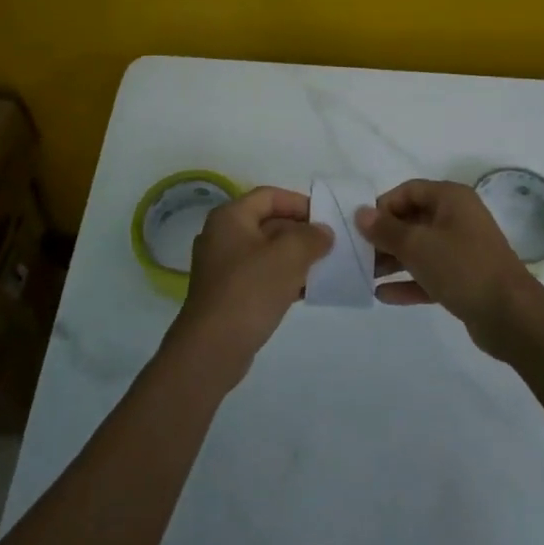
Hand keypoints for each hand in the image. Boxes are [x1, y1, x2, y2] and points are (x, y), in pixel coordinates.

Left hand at [169, 186, 331, 383]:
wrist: (213, 348)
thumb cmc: (250, 291)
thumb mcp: (288, 256)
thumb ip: (311, 237)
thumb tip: (323, 232)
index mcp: (230, 217)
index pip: (269, 195)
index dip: (300, 203)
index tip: (326, 218)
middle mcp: (223, 235)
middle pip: (268, 222)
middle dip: (301, 231)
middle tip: (331, 244)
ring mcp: (223, 266)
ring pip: (267, 251)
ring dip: (295, 256)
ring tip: (325, 266)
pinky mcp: (229, 293)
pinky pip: (261, 275)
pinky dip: (284, 277)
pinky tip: (308, 290)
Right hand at [357, 179, 537, 354]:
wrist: (511, 315)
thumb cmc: (462, 267)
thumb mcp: (417, 245)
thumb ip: (385, 229)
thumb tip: (361, 213)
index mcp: (451, 199)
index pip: (409, 191)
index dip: (383, 206)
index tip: (361, 228)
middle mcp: (458, 218)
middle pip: (412, 220)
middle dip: (384, 237)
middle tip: (357, 254)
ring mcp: (463, 250)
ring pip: (420, 249)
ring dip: (393, 260)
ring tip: (364, 275)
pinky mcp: (464, 279)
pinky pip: (429, 274)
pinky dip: (408, 282)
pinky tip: (383, 295)